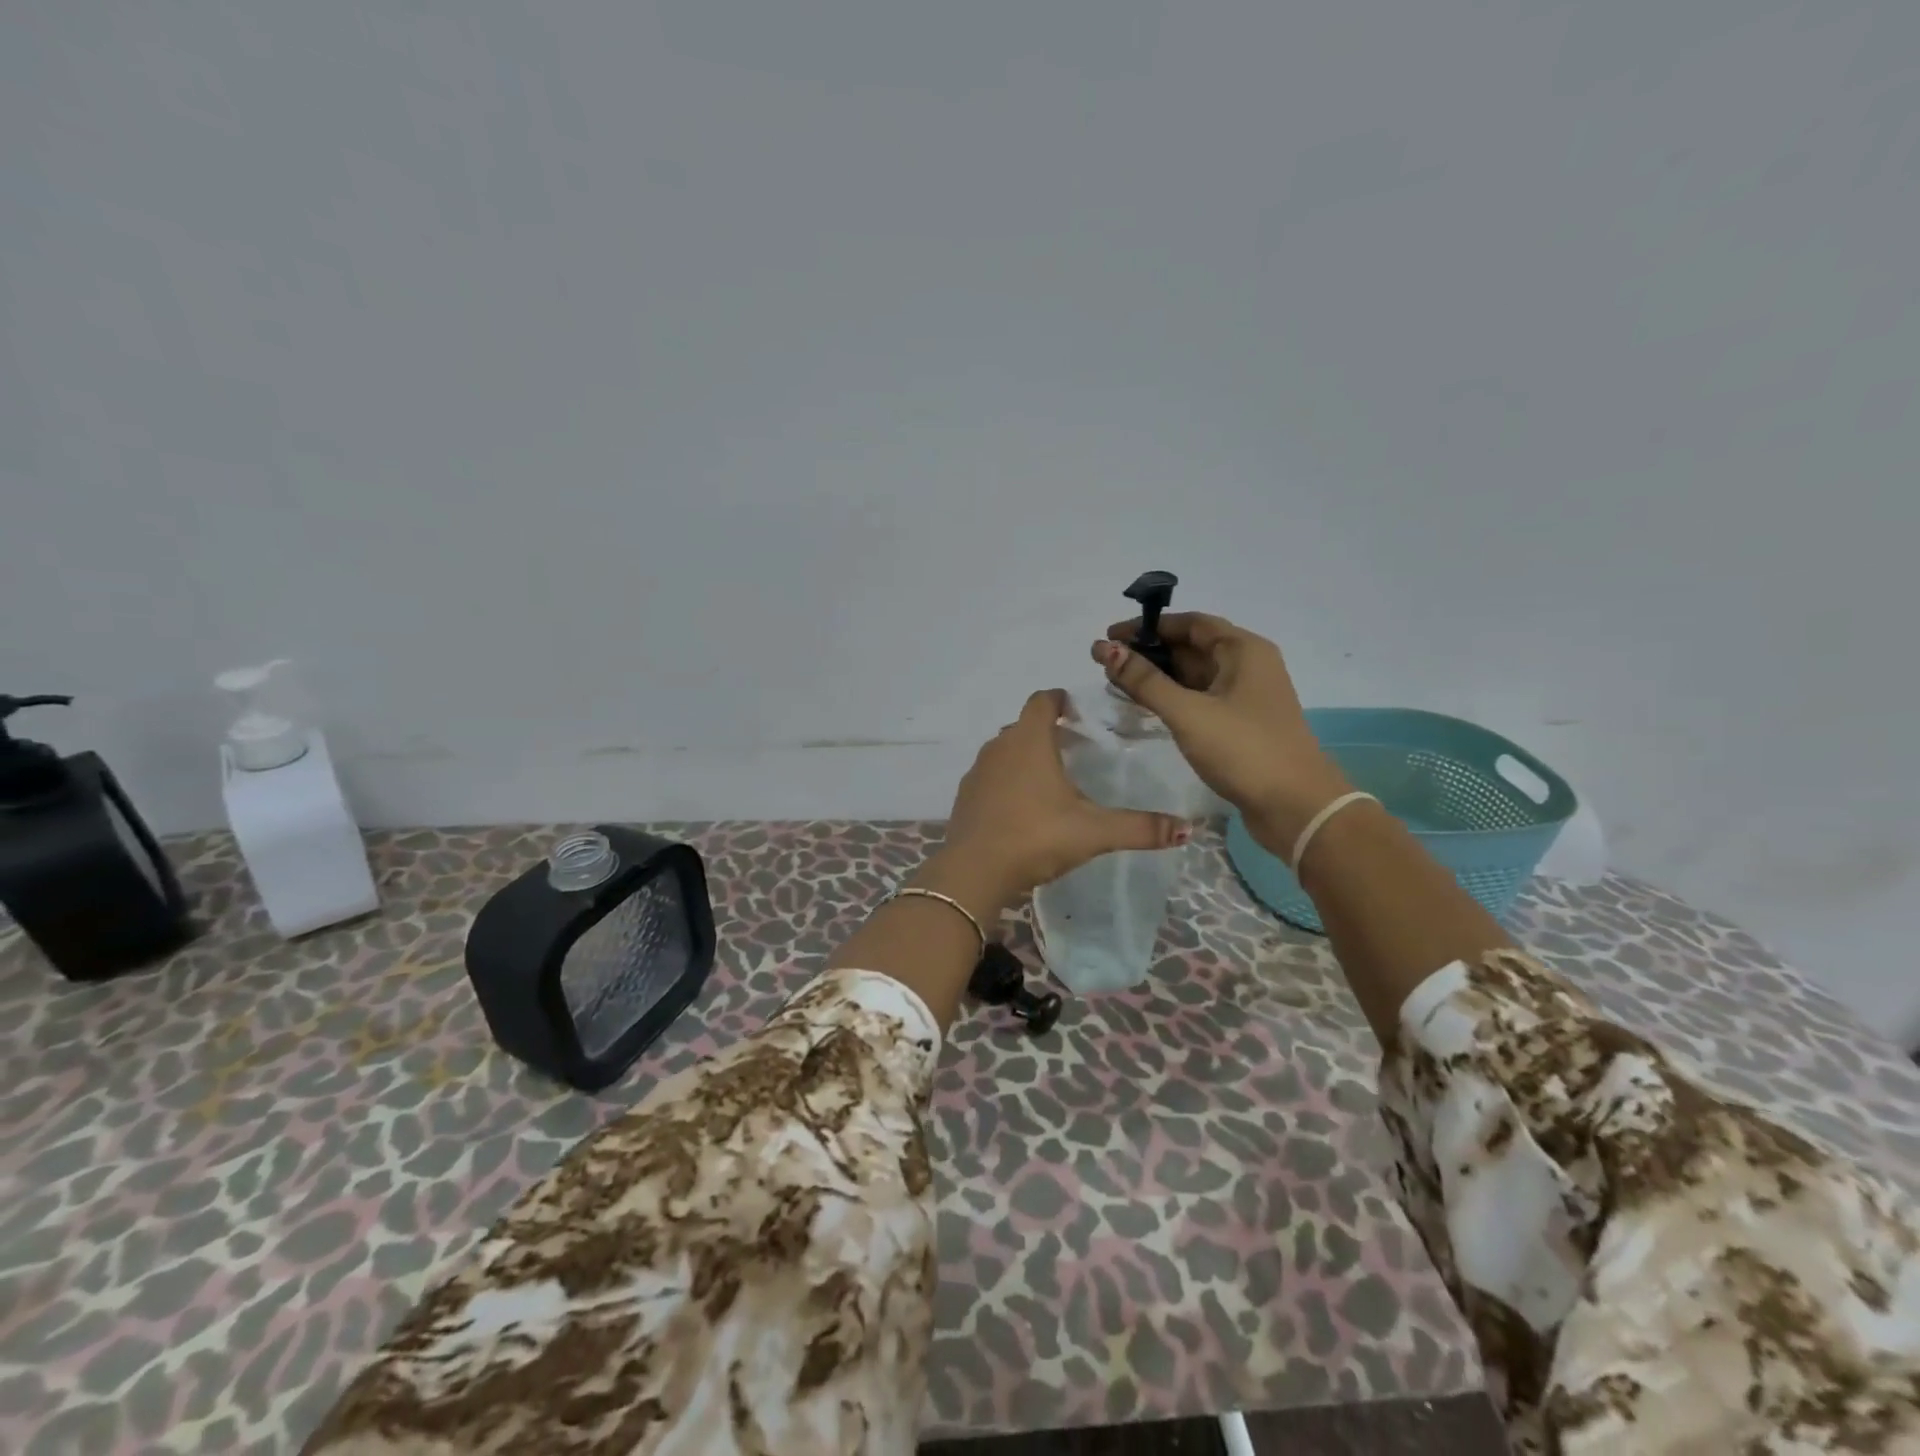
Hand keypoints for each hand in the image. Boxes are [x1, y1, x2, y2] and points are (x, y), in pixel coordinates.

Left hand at [932, 689, 1190, 905]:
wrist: (974, 871)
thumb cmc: (1036, 837)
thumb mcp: (1093, 832)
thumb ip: (1139, 828)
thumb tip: (1187, 829)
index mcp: (1030, 741)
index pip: (1041, 701)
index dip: (1058, 699)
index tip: (1075, 709)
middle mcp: (999, 747)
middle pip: (1022, 725)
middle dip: (1044, 729)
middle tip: (1071, 746)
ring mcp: (977, 772)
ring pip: (1003, 751)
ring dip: (1023, 755)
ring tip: (1048, 778)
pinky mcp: (964, 797)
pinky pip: (989, 777)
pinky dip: (1005, 781)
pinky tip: (1020, 807)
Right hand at [1096, 613, 1351, 851]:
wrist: (1296, 807)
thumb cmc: (1243, 750)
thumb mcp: (1188, 712)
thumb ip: (1144, 681)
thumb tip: (1104, 649)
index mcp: (1243, 650)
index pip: (1190, 623)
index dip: (1148, 626)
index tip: (1110, 636)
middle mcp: (1247, 665)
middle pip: (1192, 647)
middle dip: (1149, 652)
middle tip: (1106, 663)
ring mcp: (1245, 697)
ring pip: (1194, 675)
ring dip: (1158, 676)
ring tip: (1117, 683)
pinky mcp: (1240, 724)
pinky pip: (1200, 699)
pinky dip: (1172, 698)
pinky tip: (1146, 707)